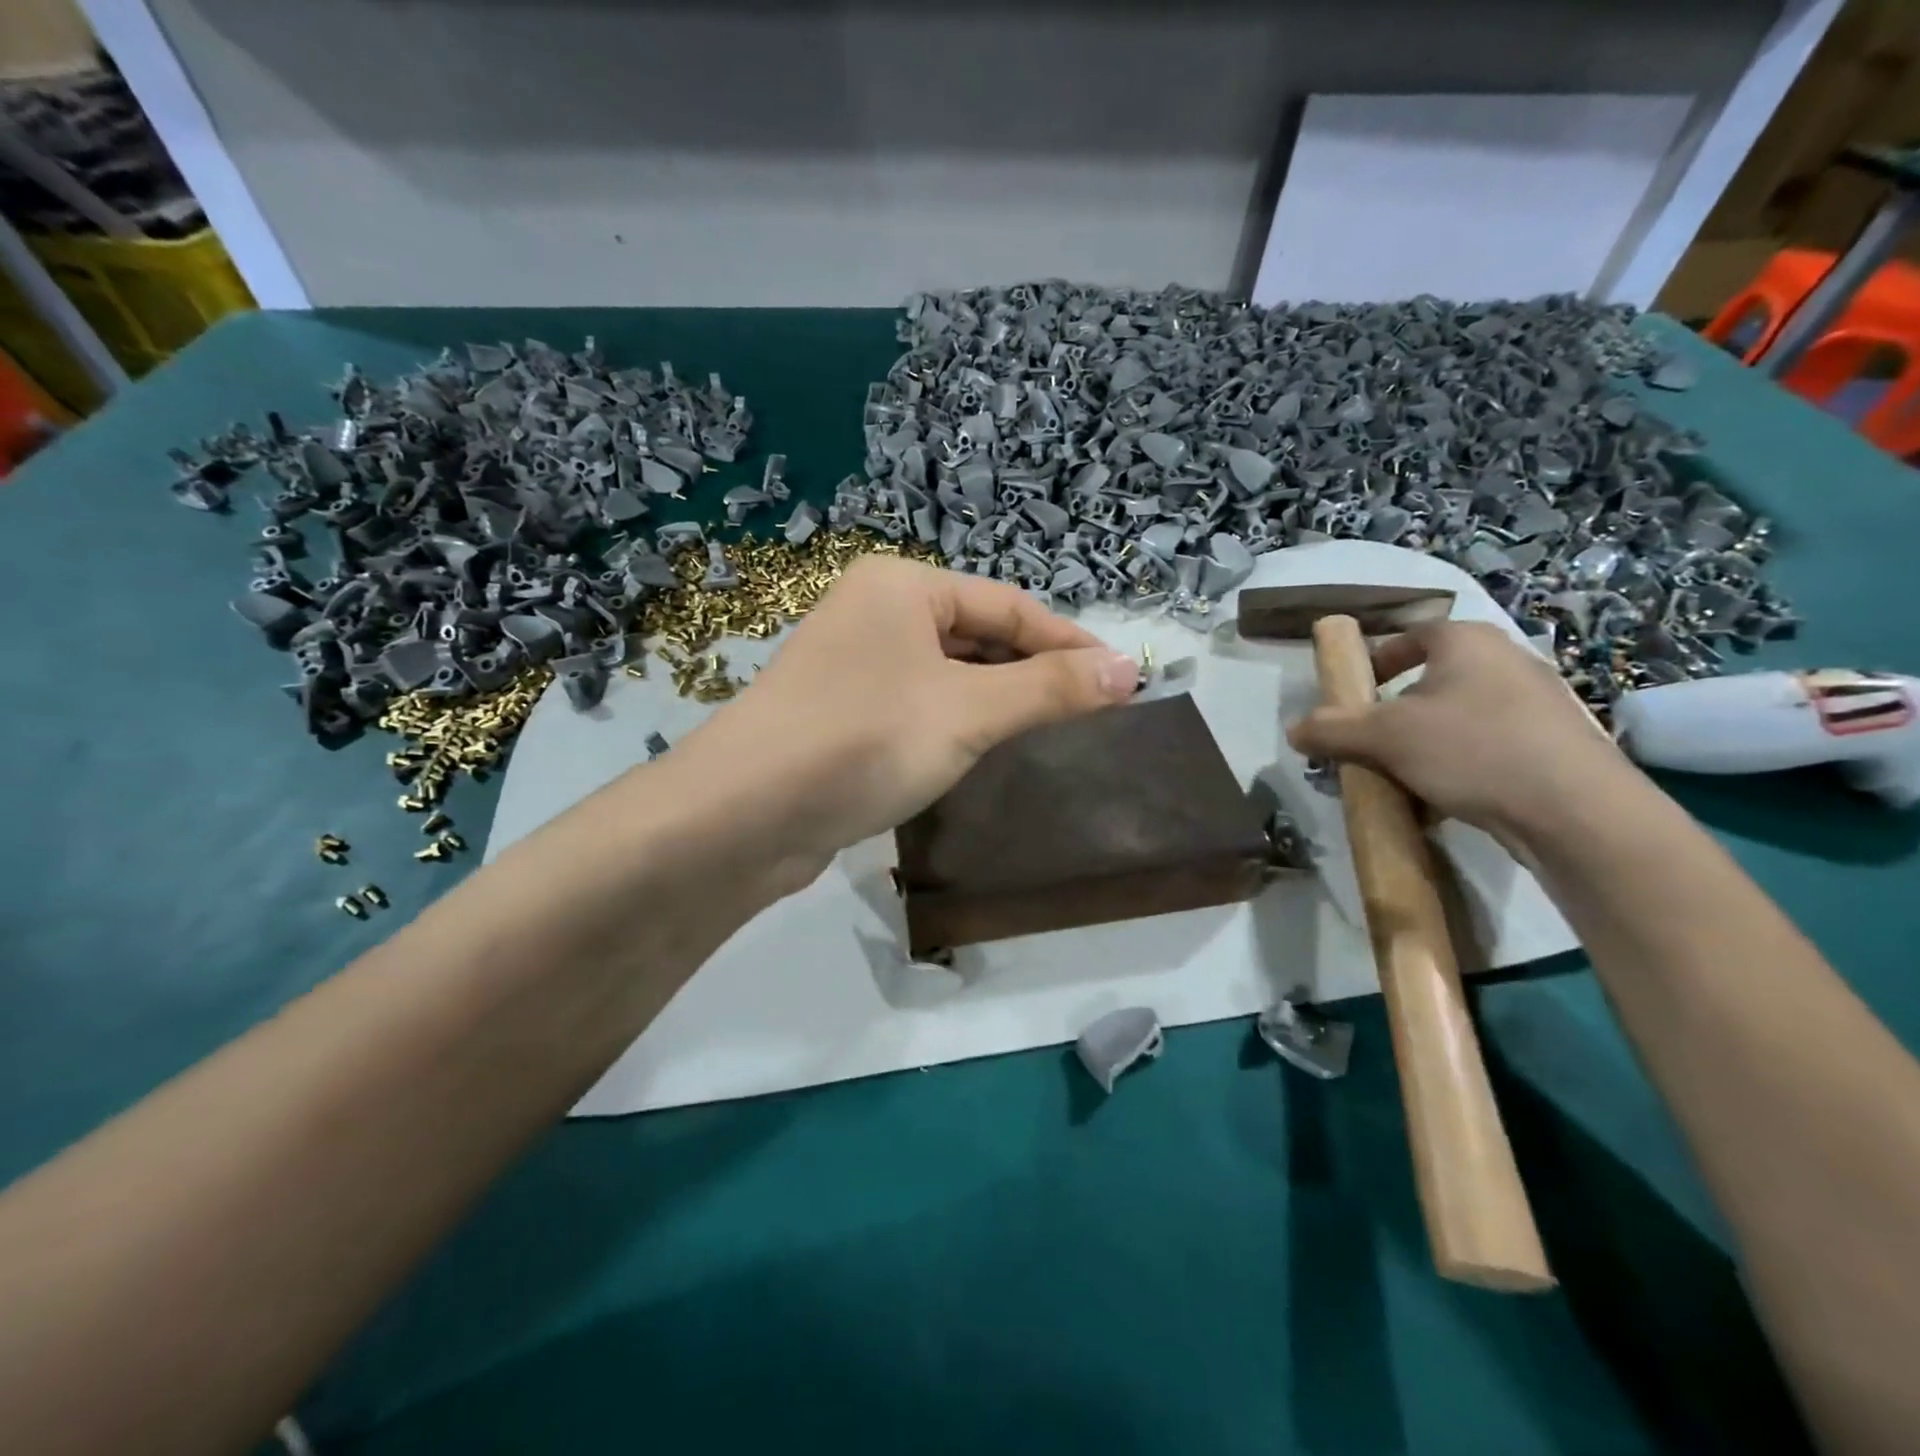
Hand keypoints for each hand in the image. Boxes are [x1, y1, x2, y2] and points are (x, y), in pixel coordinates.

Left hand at [683, 556, 1138, 868]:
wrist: (743, 816)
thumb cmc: (865, 740)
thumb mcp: (969, 711)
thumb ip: (1050, 689)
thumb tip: (1130, 669)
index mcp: (902, 586)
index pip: (1009, 605)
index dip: (1068, 643)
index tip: (1122, 681)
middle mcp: (875, 613)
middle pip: (976, 635)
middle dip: (1030, 672)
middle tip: (1087, 714)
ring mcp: (853, 664)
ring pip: (947, 674)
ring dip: (995, 701)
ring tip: (1044, 734)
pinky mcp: (842, 714)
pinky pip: (917, 706)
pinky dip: (955, 723)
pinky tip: (978, 752)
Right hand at [1287, 621, 1631, 837]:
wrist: (1576, 811)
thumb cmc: (1471, 750)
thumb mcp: (1383, 738)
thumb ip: (1330, 729)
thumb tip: (1294, 729)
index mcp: (1466, 641)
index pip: (1409, 636)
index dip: (1374, 662)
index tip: (1353, 695)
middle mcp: (1506, 660)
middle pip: (1432, 680)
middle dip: (1394, 714)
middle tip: (1370, 743)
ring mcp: (1538, 703)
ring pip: (1458, 717)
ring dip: (1423, 743)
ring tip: (1401, 777)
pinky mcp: (1555, 744)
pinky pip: (1487, 745)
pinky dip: (1458, 764)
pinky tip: (1443, 798)